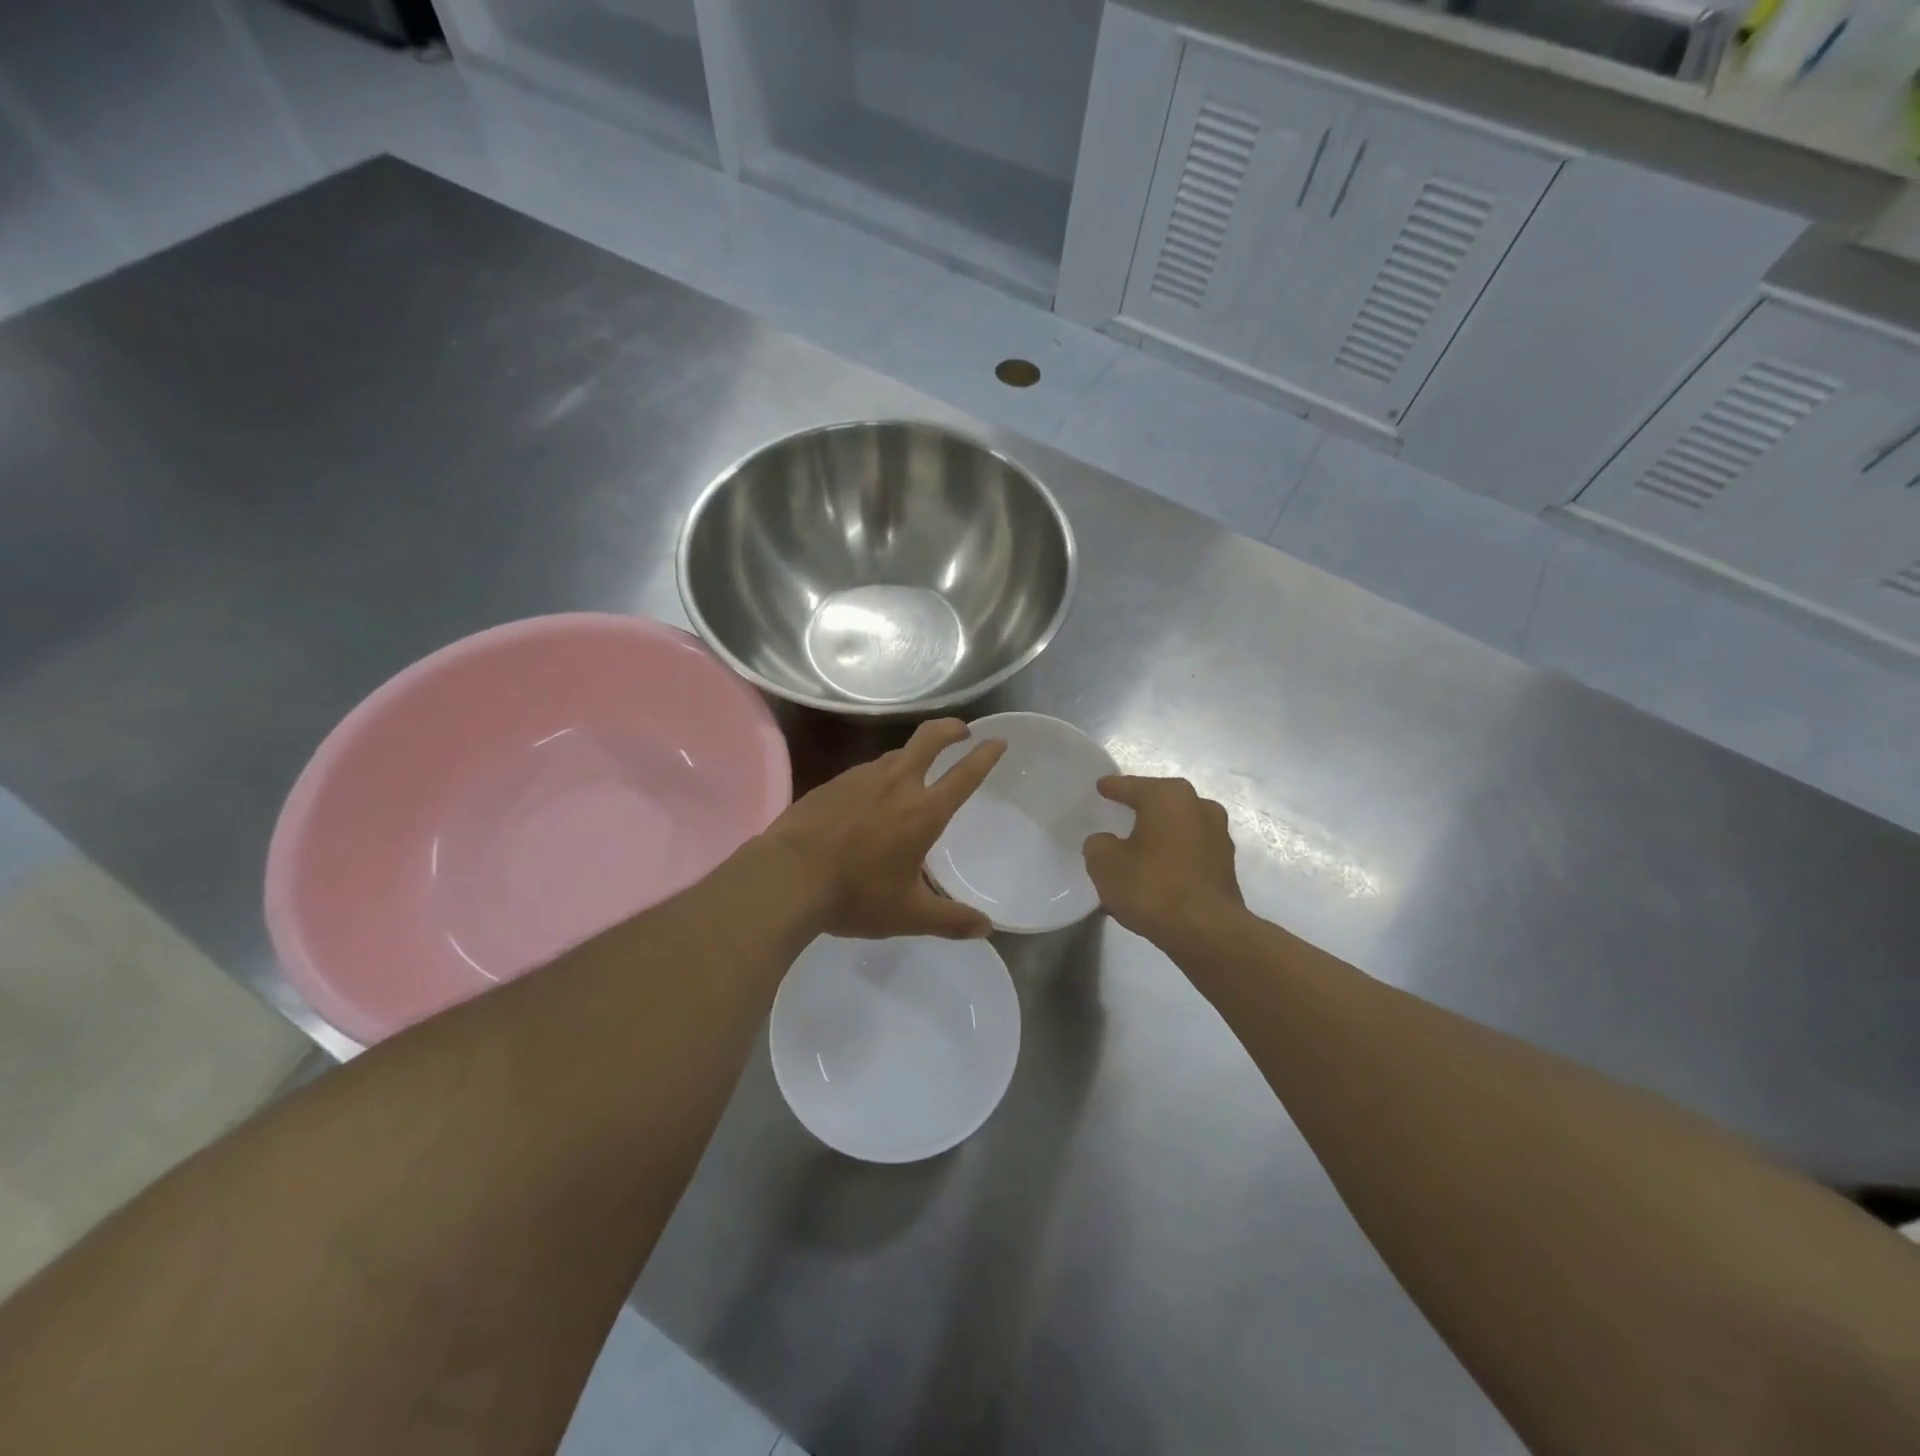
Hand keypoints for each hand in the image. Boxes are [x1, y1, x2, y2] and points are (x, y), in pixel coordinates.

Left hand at [763, 719, 1006, 939]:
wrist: (786, 877)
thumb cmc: (855, 895)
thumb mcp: (909, 915)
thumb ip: (951, 920)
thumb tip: (986, 928)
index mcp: (923, 811)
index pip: (964, 774)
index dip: (985, 755)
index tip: (997, 741)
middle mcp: (896, 783)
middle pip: (929, 738)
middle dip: (950, 728)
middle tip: (961, 731)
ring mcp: (860, 778)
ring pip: (895, 754)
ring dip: (913, 755)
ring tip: (915, 774)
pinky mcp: (832, 783)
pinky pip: (866, 772)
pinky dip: (879, 776)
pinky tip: (869, 799)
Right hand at [1083, 775, 1244, 947]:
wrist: (1207, 932)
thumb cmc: (1152, 886)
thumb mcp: (1105, 864)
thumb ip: (1098, 845)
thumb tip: (1106, 843)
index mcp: (1169, 796)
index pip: (1132, 786)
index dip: (1113, 788)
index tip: (1101, 787)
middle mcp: (1199, 807)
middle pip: (1161, 804)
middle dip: (1141, 810)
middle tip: (1119, 816)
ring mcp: (1218, 837)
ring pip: (1178, 829)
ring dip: (1160, 837)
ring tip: (1137, 852)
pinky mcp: (1226, 867)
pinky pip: (1190, 854)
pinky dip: (1173, 859)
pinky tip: (1156, 876)